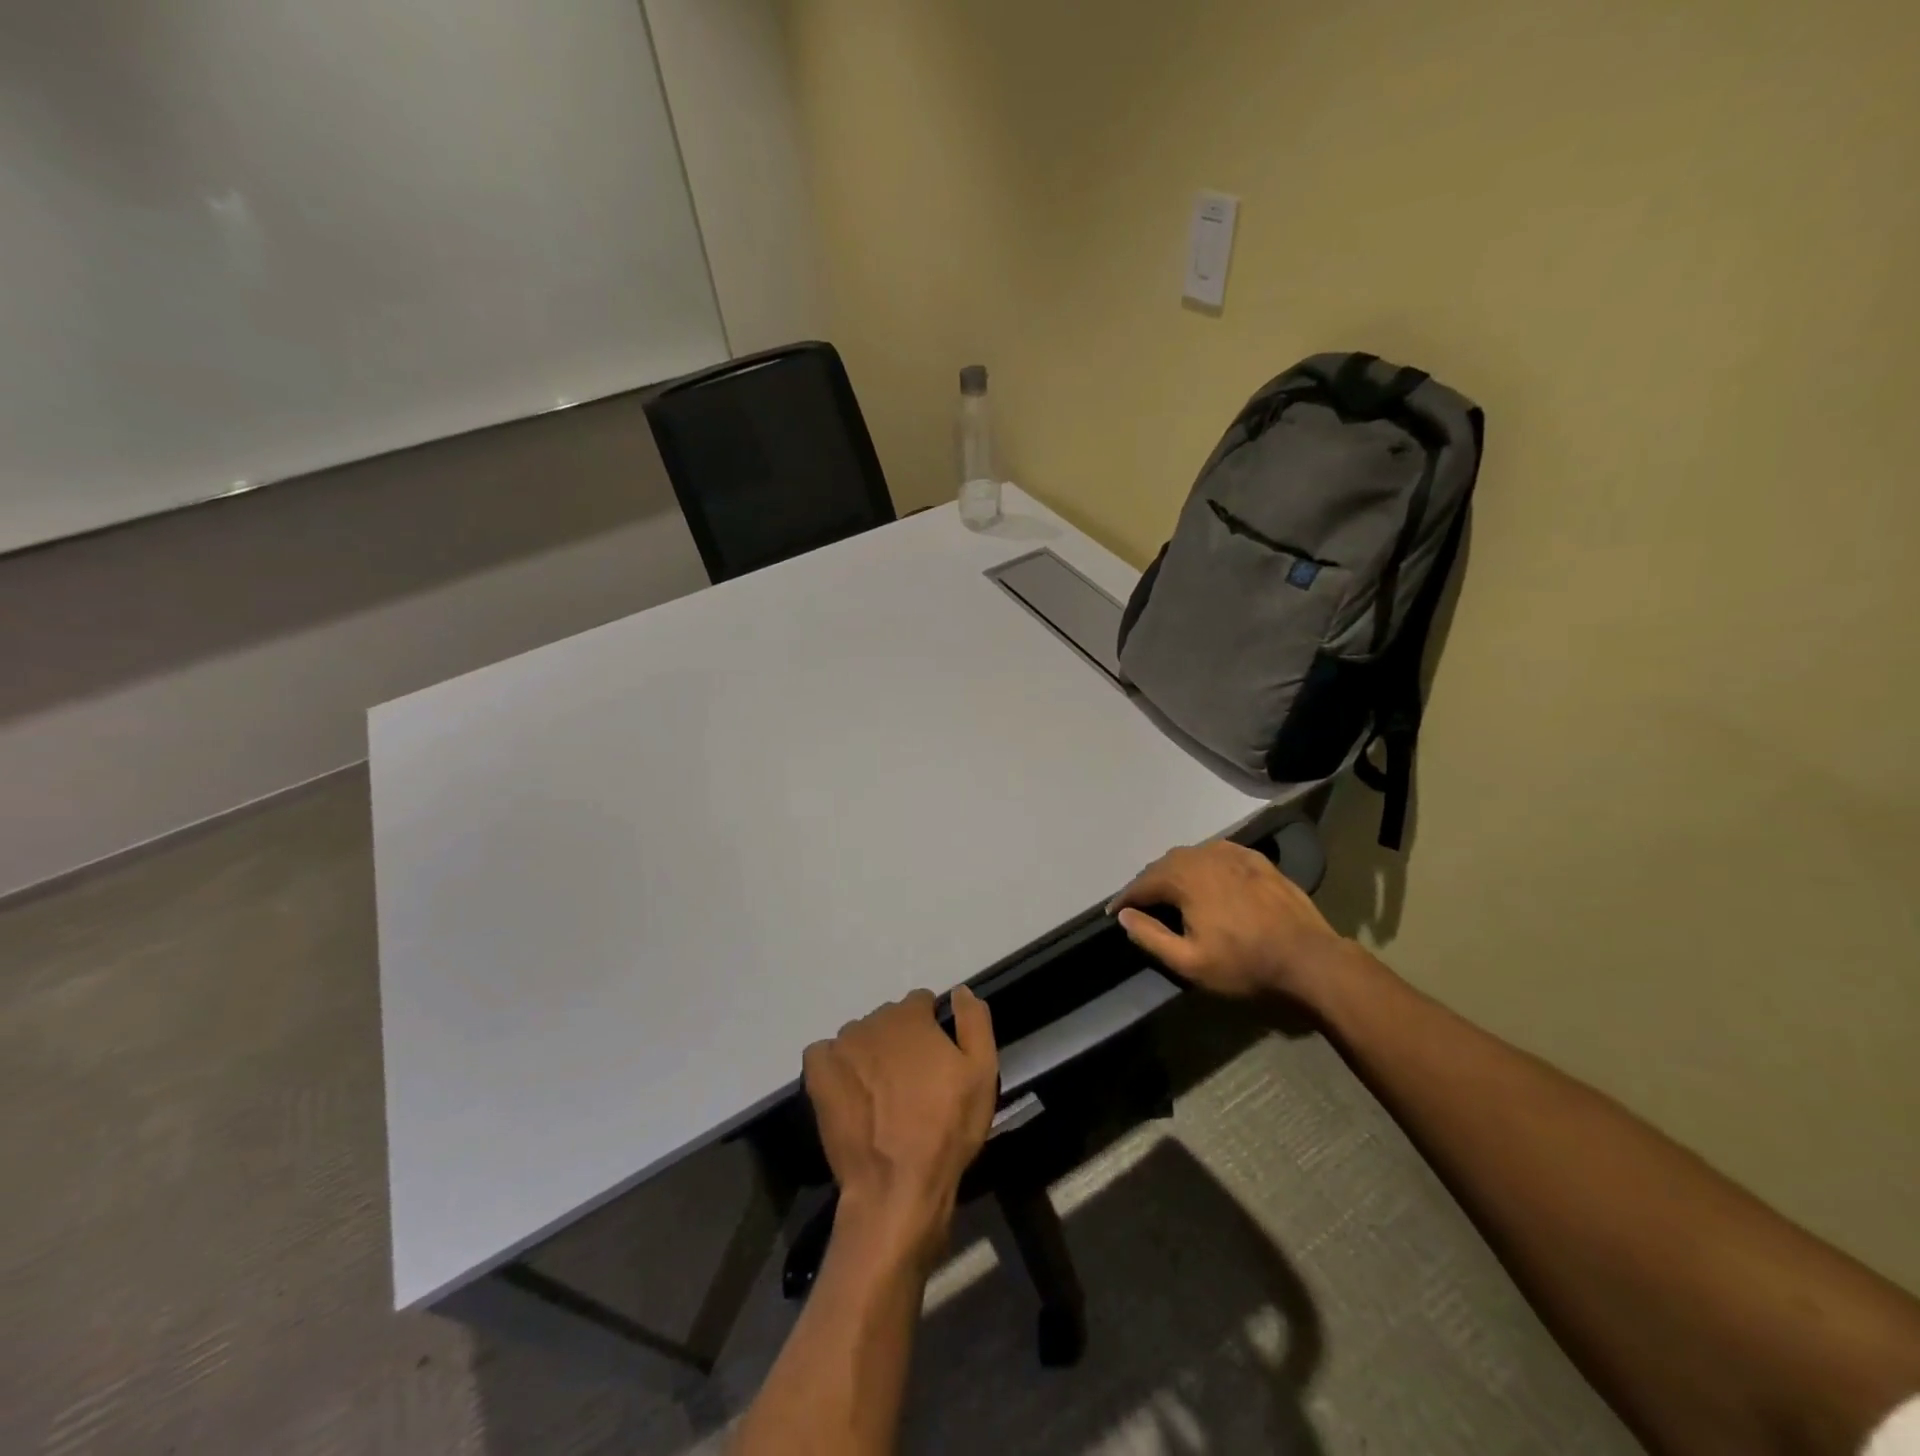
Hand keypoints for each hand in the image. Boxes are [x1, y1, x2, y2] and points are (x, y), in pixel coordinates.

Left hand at [802, 987, 997, 1269]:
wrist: (896, 1186)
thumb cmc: (946, 1129)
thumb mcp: (982, 1073)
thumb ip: (974, 1022)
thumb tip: (959, 990)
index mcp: (911, 1017)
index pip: (920, 1002)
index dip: (931, 1027)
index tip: (936, 1057)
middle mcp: (872, 1022)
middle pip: (888, 1019)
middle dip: (900, 1039)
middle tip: (911, 1080)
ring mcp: (841, 1047)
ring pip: (858, 1036)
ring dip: (869, 1052)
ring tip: (880, 1092)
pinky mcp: (817, 1075)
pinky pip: (824, 1053)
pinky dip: (834, 1065)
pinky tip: (848, 1090)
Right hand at [1109, 840, 1357, 1009]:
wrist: (1309, 959)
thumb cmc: (1244, 964)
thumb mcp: (1189, 962)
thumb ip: (1151, 936)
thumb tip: (1124, 915)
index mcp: (1184, 879)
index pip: (1143, 884)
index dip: (1125, 899)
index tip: (1113, 912)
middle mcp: (1204, 857)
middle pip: (1165, 865)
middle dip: (1148, 882)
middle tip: (1140, 902)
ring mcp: (1233, 854)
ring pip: (1191, 855)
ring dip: (1174, 870)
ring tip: (1170, 889)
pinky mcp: (1256, 859)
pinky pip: (1218, 853)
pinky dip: (1203, 862)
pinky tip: (1206, 875)